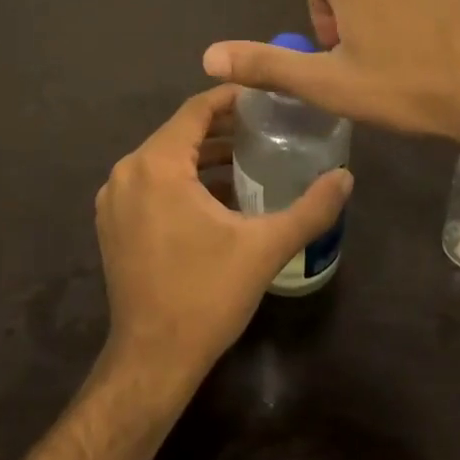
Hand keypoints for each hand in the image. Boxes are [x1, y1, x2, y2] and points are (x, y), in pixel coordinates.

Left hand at [96, 86, 352, 386]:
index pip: (196, 110)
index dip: (231, 98)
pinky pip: (152, 182)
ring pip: (165, 158)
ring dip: (204, 155)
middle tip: (266, 128)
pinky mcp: (113, 222)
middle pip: (180, 132)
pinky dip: (183, 179)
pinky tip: (218, 196)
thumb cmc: (205, 296)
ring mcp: (115, 198)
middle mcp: (128, 171)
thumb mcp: (264, 248)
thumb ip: (310, 209)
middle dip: (222, 127)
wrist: (151, 362)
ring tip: (249, 159)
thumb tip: (346, 178)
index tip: (265, 97)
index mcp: (157, 165)